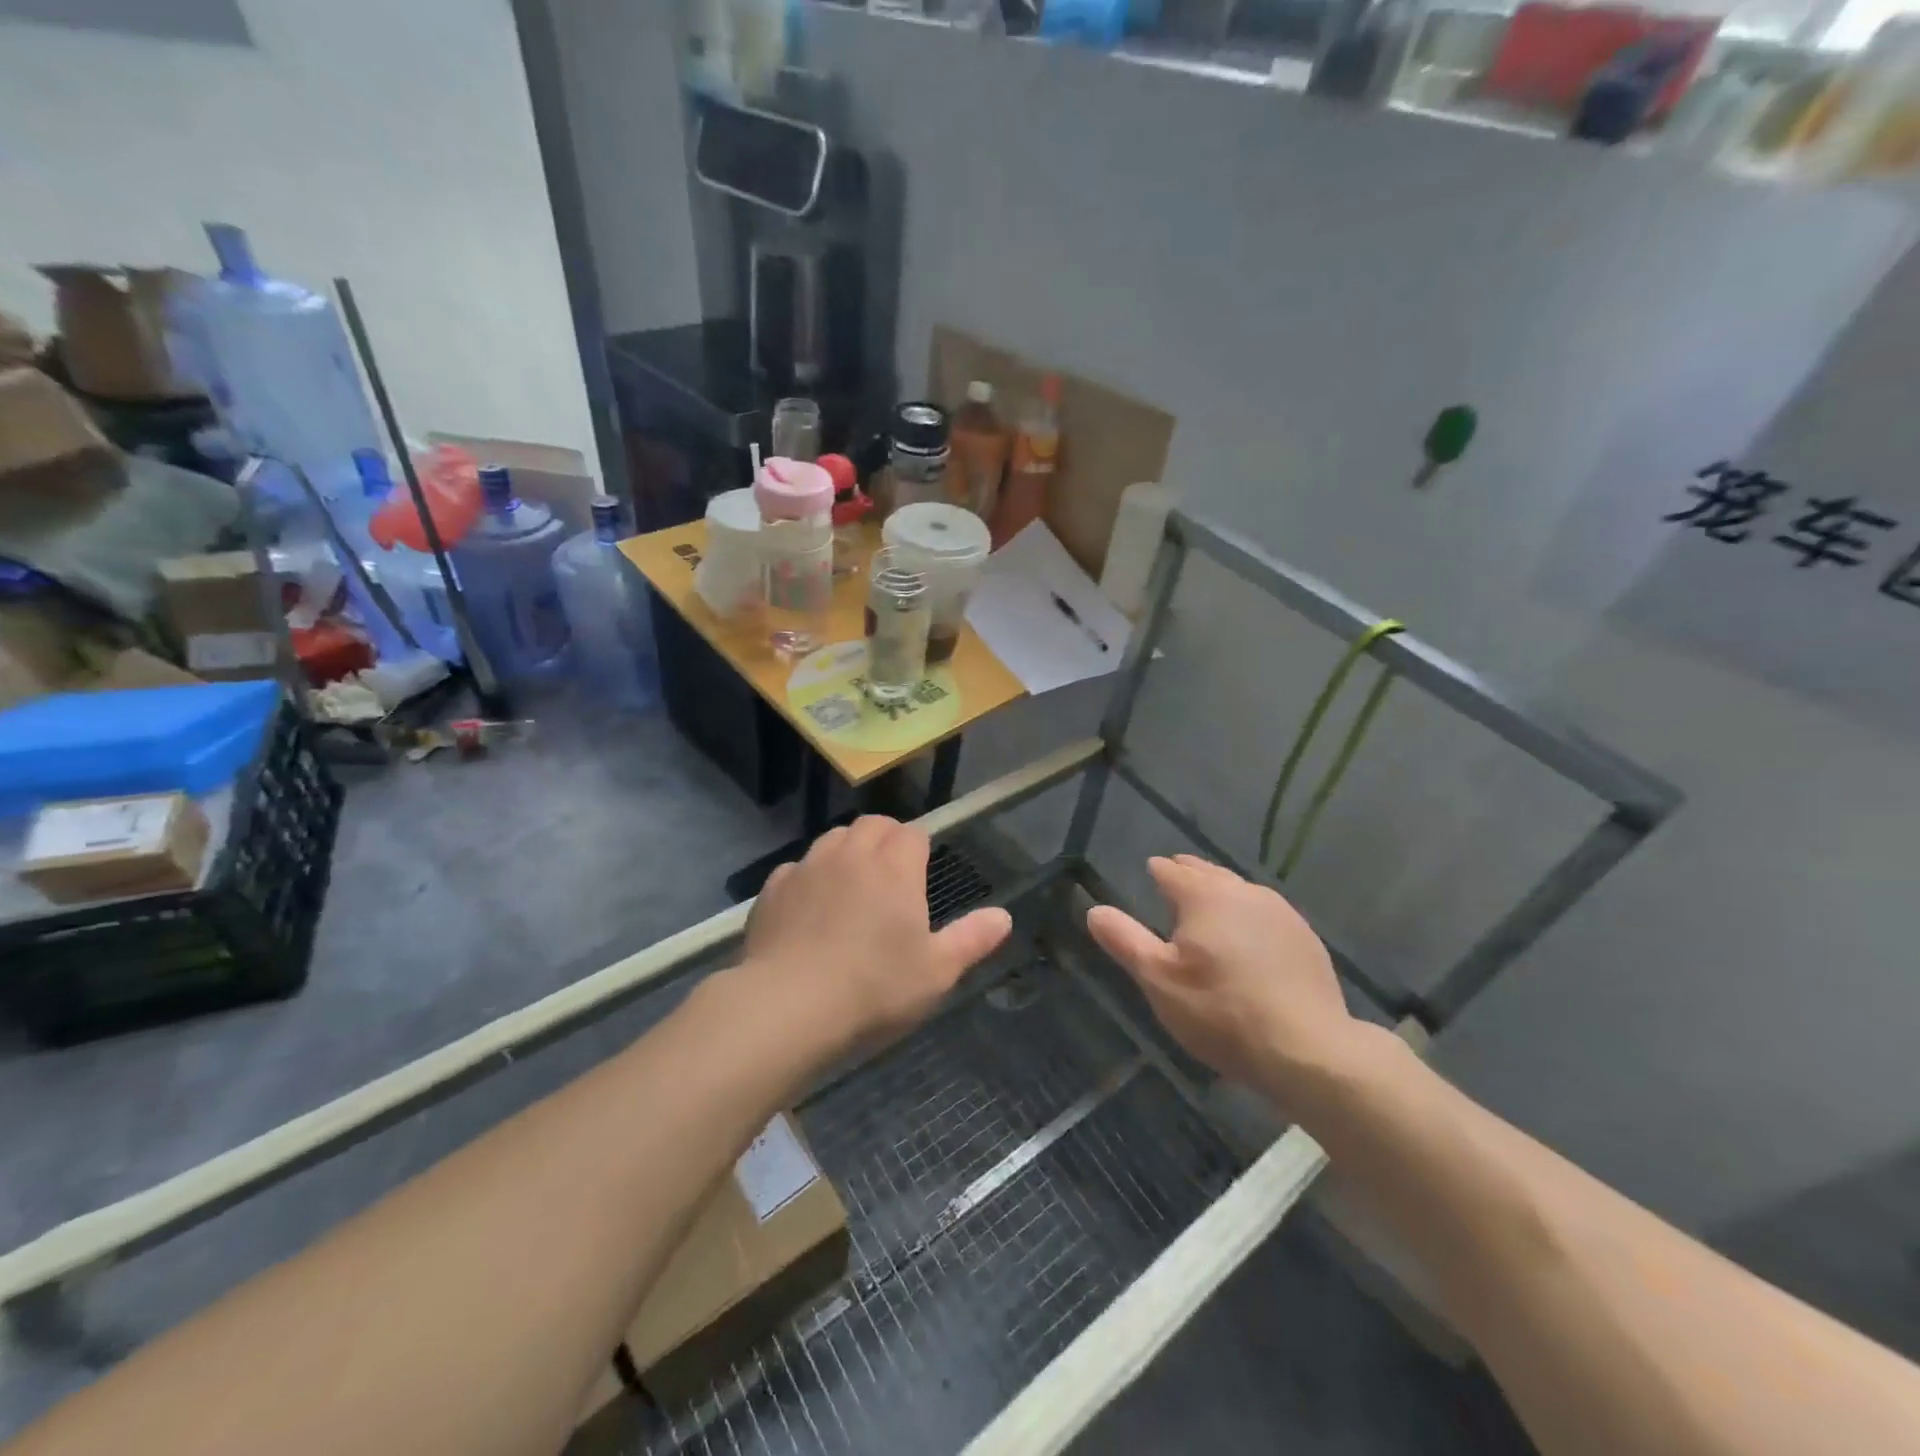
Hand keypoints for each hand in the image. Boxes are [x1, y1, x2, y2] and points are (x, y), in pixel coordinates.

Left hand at [739, 816, 1012, 1060]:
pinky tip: (809, 907)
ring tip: (852, 883)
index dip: (919, 846)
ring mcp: (808, 868)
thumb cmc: (874, 988)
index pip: (912, 833)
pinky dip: (808, 877)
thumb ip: (971, 939)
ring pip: (833, 838)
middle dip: (885, 837)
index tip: (922, 869)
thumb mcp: (936, 971)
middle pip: (872, 825)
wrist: (788, 1006)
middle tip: (891, 871)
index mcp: (894, 867)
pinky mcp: (772, 889)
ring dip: (847, 850)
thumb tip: (1003, 916)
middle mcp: (851, 854)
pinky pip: (796, 868)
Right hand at [1087, 855, 1374, 1098]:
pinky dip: (1249, 915)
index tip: (1150, 873)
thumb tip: (1094, 910)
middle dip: (1189, 874)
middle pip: (1209, 872)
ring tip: (1209, 905)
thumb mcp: (1158, 980)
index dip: (1157, 871)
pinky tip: (1249, 937)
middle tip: (1175, 879)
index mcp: (1204, 896)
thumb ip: (1125, 940)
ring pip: (1240, 890)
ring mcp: (1280, 913)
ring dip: (1221, 892)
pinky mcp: (1305, 938)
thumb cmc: (1220, 1011)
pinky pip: (1266, 913)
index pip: (1172, 871)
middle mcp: (1243, 892)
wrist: (1307, 1049)